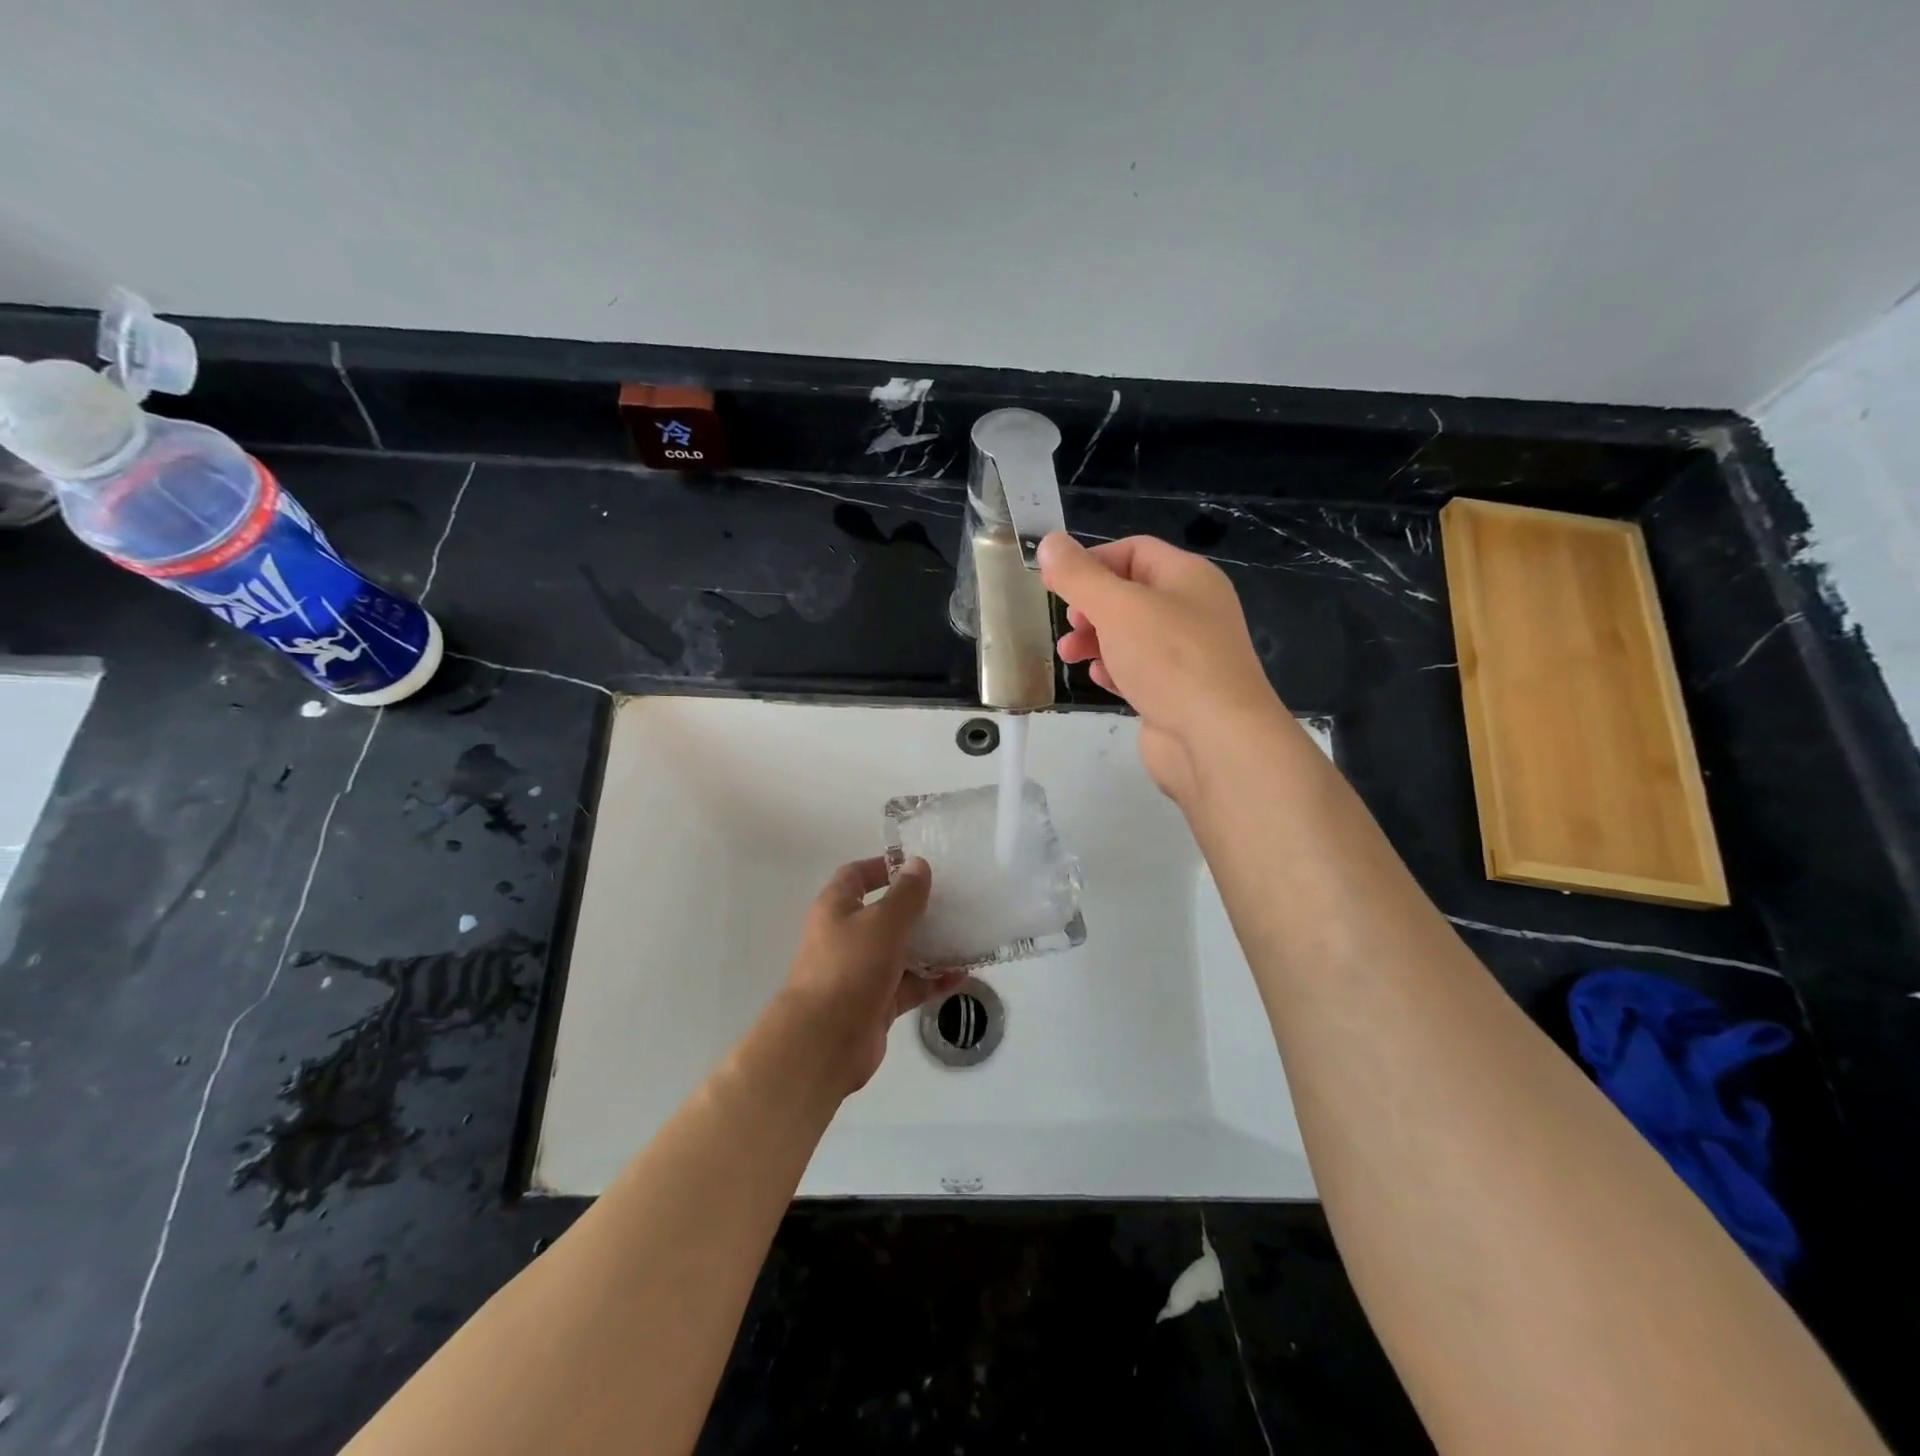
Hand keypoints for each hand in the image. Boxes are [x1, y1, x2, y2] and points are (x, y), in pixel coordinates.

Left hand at [779, 856, 964, 1096]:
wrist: (825, 1040)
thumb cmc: (851, 967)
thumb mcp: (883, 921)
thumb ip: (906, 894)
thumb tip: (917, 865)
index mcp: (836, 908)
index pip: (857, 875)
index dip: (883, 867)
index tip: (917, 866)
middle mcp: (845, 936)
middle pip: (883, 914)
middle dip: (915, 908)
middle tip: (952, 901)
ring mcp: (860, 972)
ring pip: (899, 951)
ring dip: (929, 945)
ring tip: (965, 936)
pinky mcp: (875, 1003)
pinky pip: (908, 985)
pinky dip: (931, 980)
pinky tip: (961, 975)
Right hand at [1039, 532, 1283, 804]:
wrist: (1217, 739)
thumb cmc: (1170, 660)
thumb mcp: (1117, 607)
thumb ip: (1079, 575)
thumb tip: (1049, 543)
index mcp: (1188, 577)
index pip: (1134, 551)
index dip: (1092, 561)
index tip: (1056, 583)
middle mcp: (1193, 610)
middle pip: (1130, 594)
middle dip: (1090, 606)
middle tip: (1069, 623)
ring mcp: (1188, 655)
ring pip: (1131, 636)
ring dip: (1095, 640)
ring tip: (1069, 656)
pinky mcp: (1178, 693)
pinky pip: (1140, 671)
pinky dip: (1115, 670)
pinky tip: (1100, 679)